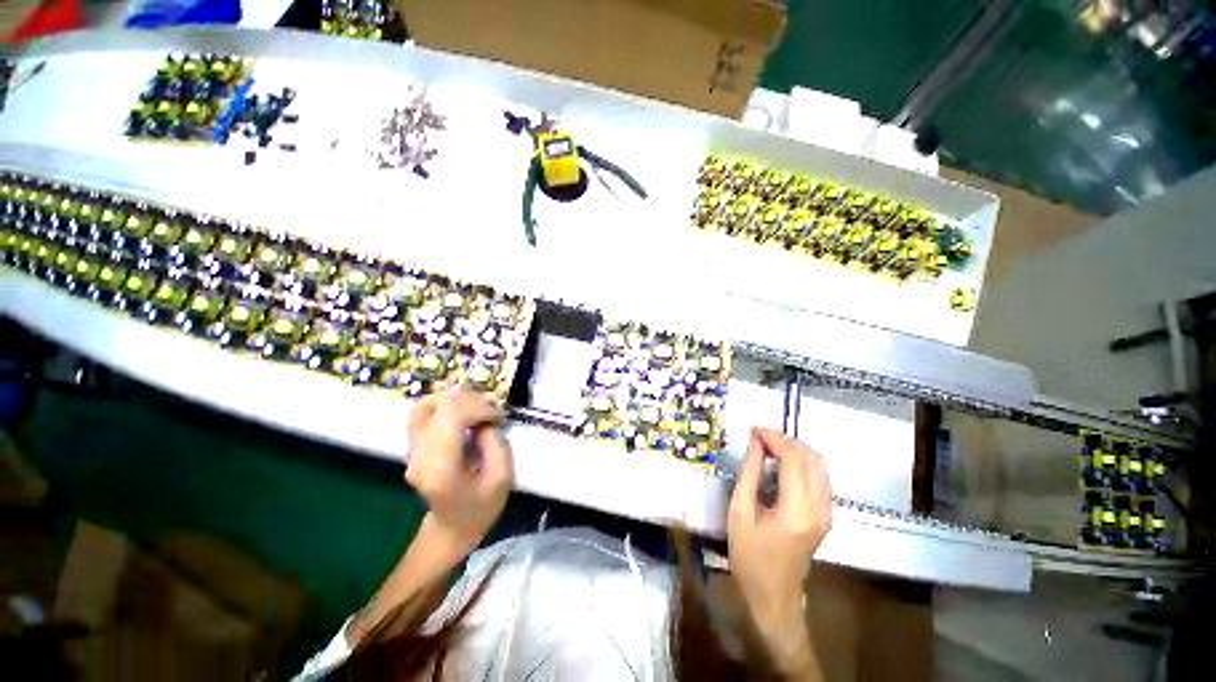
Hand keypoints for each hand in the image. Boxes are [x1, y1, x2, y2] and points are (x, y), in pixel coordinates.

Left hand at [404, 387, 513, 552]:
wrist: (451, 528)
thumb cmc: (481, 507)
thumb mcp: (502, 477)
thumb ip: (496, 443)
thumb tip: (485, 420)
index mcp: (441, 468)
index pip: (453, 417)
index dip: (480, 407)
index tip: (500, 417)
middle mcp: (420, 455)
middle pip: (441, 406)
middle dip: (473, 401)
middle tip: (492, 413)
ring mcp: (412, 450)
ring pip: (427, 404)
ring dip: (458, 399)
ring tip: (478, 408)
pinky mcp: (413, 445)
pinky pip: (424, 411)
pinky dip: (446, 404)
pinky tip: (464, 411)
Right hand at [728, 427, 830, 671]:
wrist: (774, 597)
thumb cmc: (750, 557)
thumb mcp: (740, 512)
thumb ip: (750, 473)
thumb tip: (755, 443)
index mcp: (797, 510)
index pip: (794, 459)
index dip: (774, 439)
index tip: (753, 431)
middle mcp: (820, 508)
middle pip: (812, 457)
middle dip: (785, 441)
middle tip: (758, 438)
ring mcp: (827, 512)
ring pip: (819, 464)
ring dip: (794, 450)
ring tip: (767, 447)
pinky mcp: (826, 514)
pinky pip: (819, 476)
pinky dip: (801, 462)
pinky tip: (780, 463)